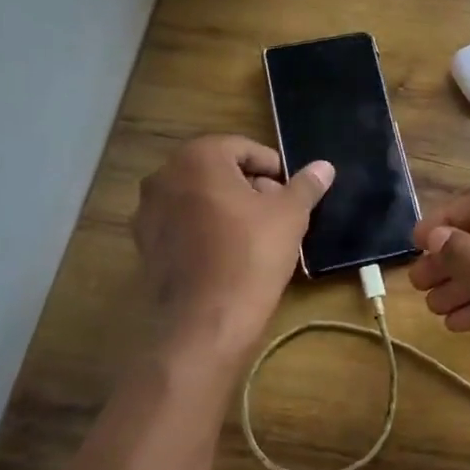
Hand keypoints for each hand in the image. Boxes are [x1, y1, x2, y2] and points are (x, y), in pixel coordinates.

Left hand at [132, 135, 332, 369]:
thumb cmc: (252, 254)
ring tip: (256, 233)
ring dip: (227, 206)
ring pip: (199, 196)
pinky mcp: (145, 243)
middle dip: (249, 185)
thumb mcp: (290, 215)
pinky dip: (205, 228)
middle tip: (277, 211)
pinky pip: (183, 223)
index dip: (273, 167)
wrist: (206, 320)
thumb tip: (324, 166)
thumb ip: (306, 185)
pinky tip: (229, 252)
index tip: (291, 191)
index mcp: (198, 157)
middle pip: (218, 169)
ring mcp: (148, 211)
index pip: (243, 148)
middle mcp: (164, 176)